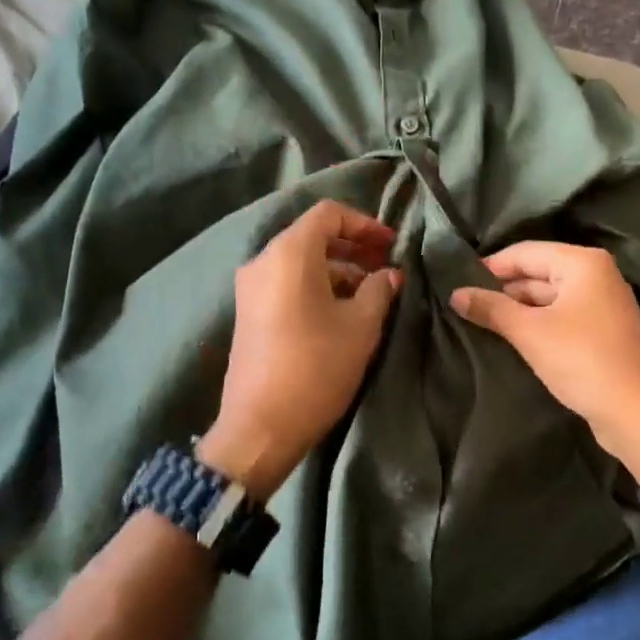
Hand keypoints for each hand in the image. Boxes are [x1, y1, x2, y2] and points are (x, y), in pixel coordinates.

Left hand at [198, 201, 401, 500]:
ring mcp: (250, 288)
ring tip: (371, 293)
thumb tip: (389, 274)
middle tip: (386, 266)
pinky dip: (316, 286)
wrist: (261, 425)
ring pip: (300, 262)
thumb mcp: (360, 326)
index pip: (328, 214)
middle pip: (312, 236)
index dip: (365, 223)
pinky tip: (342, 311)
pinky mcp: (248, 313)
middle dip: (353, 247)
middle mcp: (263, 261)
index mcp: (289, 253)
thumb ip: (379, 289)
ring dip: (337, 270)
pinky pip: (286, 284)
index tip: (392, 245)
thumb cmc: (317, 367)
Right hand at [450, 242, 639, 480]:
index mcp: (583, 263)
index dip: (489, 266)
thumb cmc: (583, 361)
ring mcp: (602, 305)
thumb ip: (492, 309)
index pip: (525, 252)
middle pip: (537, 272)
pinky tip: (510, 339)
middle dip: (502, 290)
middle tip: (464, 306)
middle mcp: (596, 276)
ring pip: (548, 298)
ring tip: (479, 324)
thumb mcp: (530, 333)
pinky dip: (536, 325)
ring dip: (517, 310)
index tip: (456, 284)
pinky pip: (560, 318)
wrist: (638, 413)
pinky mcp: (602, 333)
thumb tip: (456, 294)